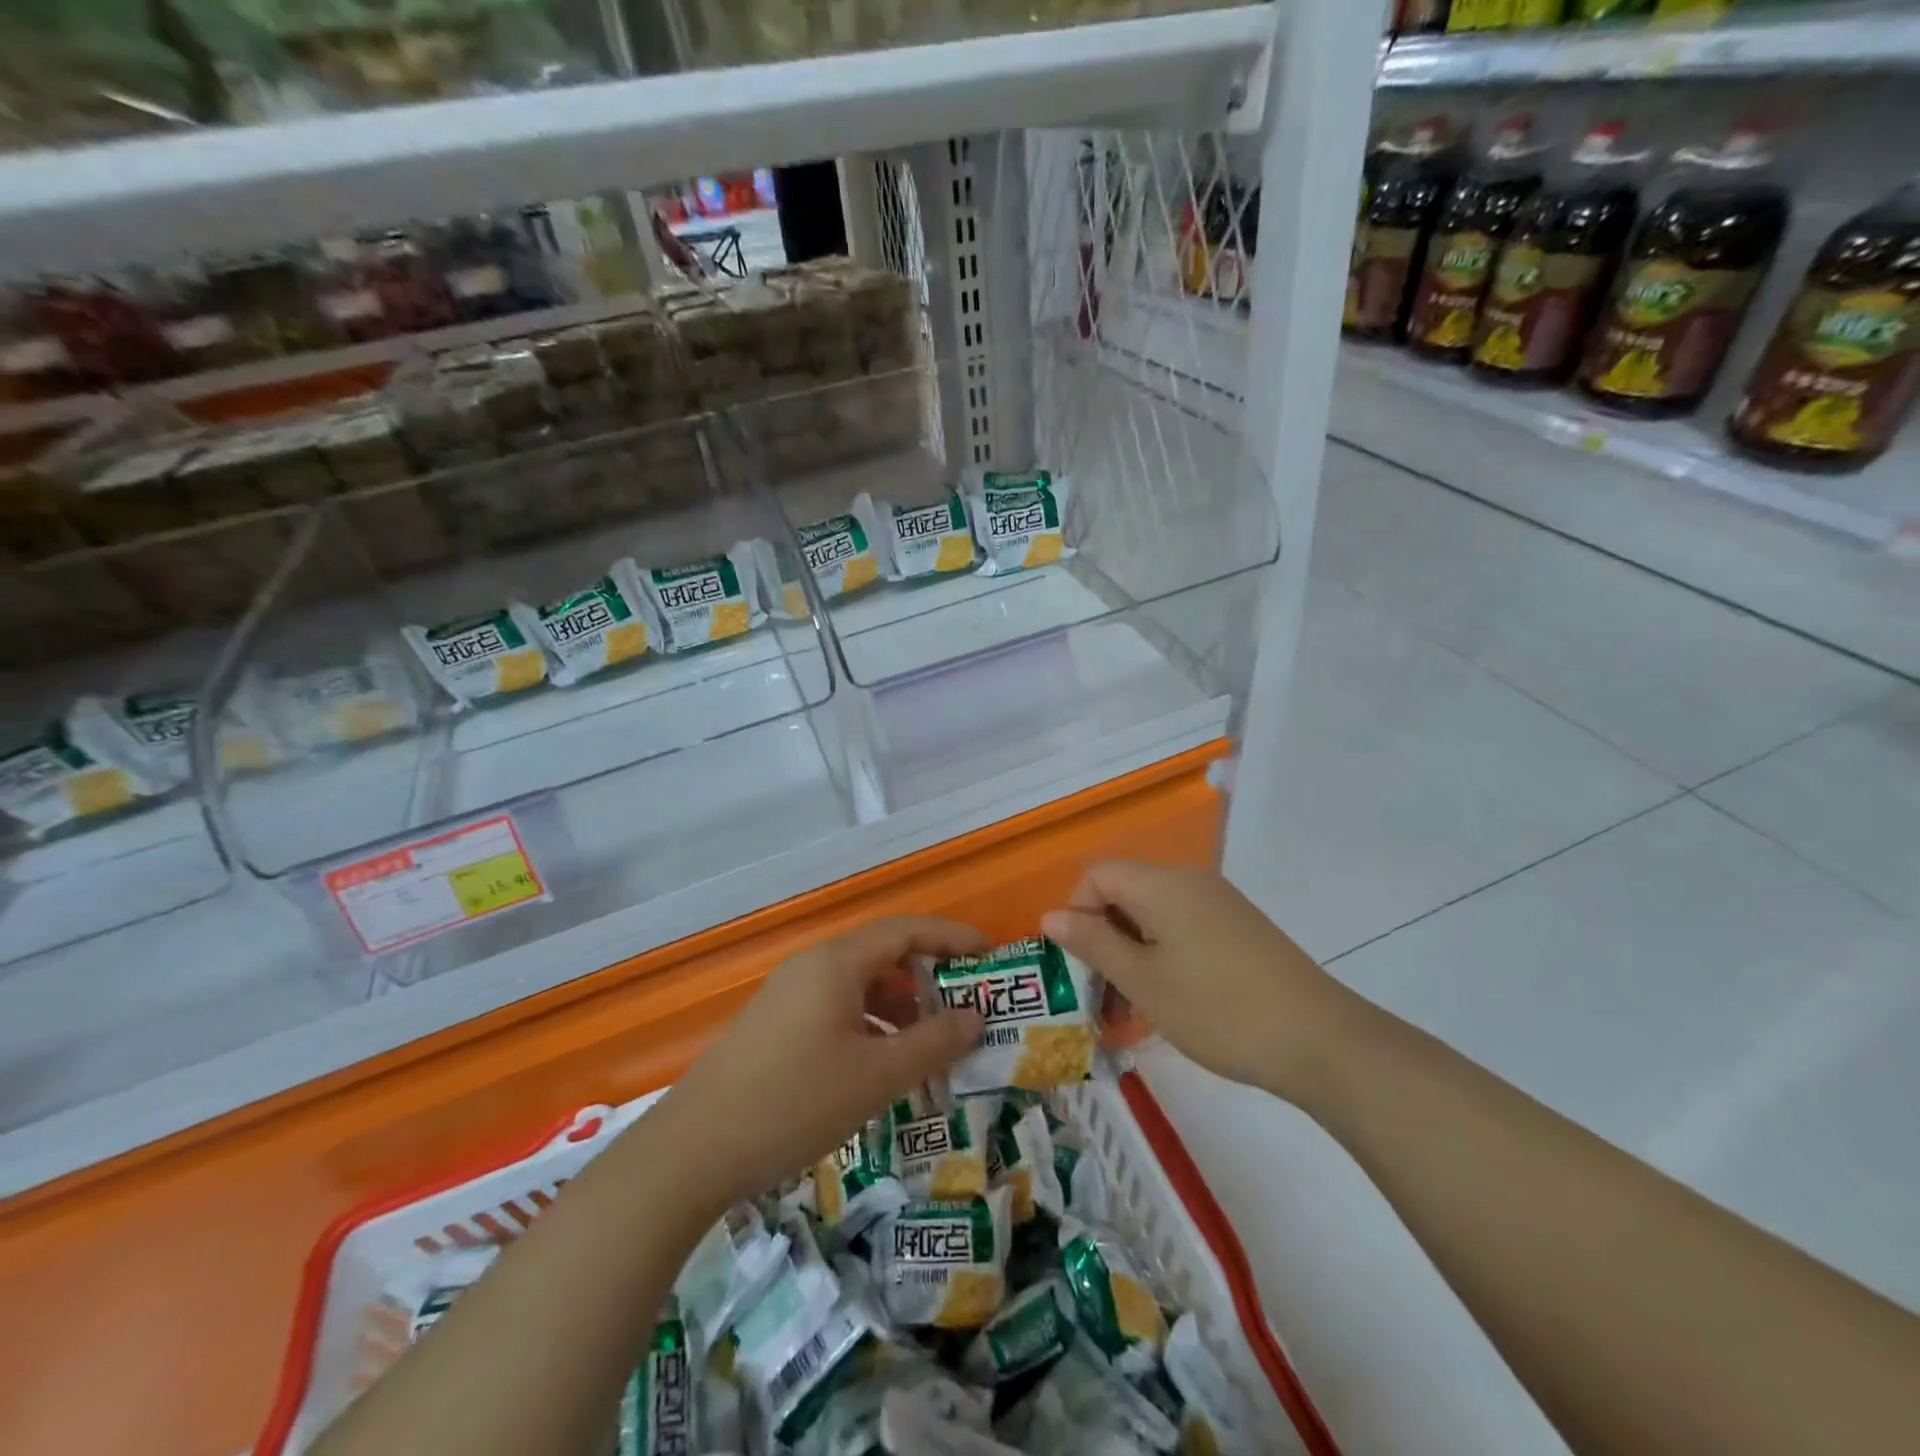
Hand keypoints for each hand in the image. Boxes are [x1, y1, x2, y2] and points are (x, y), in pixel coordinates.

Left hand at [650, 918, 986, 1214]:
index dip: (952, 937)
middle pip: (882, 954)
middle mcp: (812, 966)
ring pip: (858, 984)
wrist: (693, 1150)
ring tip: (929, 1043)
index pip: (906, 930)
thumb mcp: (876, 1076)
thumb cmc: (796, 1102)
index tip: (990, 955)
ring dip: (899, 1005)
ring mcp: (788, 994)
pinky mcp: (774, 1024)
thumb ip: (934, 1042)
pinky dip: (869, 1023)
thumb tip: (976, 1016)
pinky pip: (835, 1007)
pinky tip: (880, 1063)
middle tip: (965, 1005)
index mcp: (837, 962)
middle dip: (928, 976)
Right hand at [1041, 862, 1360, 1106]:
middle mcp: (1190, 882)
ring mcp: (1219, 906)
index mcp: (1162, 884)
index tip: (1078, 966)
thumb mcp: (1143, 980)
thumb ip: (1093, 944)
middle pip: (1124, 896)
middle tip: (1099, 998)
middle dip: (1102, 942)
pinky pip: (1183, 932)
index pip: (1097, 875)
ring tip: (1130, 1013)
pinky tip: (1168, 1005)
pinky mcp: (1240, 932)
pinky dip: (1162, 960)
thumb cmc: (1217, 1008)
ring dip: (1131, 957)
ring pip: (1153, 919)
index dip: (1076, 914)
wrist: (1320, 1042)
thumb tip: (1050, 916)